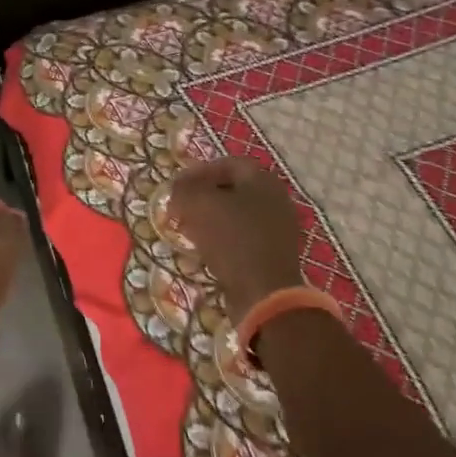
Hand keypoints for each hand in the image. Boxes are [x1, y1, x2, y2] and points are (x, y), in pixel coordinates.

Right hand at [168, 157, 302, 321]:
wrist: (265, 292)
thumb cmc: (232, 238)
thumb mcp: (199, 205)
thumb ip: (184, 189)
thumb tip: (177, 188)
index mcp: (262, 179)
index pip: (226, 164)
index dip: (198, 172)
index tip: (177, 186)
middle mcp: (275, 199)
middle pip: (232, 189)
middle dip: (203, 196)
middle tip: (180, 207)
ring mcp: (278, 229)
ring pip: (237, 214)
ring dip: (211, 219)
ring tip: (189, 229)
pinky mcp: (274, 255)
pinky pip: (243, 238)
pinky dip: (222, 239)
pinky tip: (206, 250)